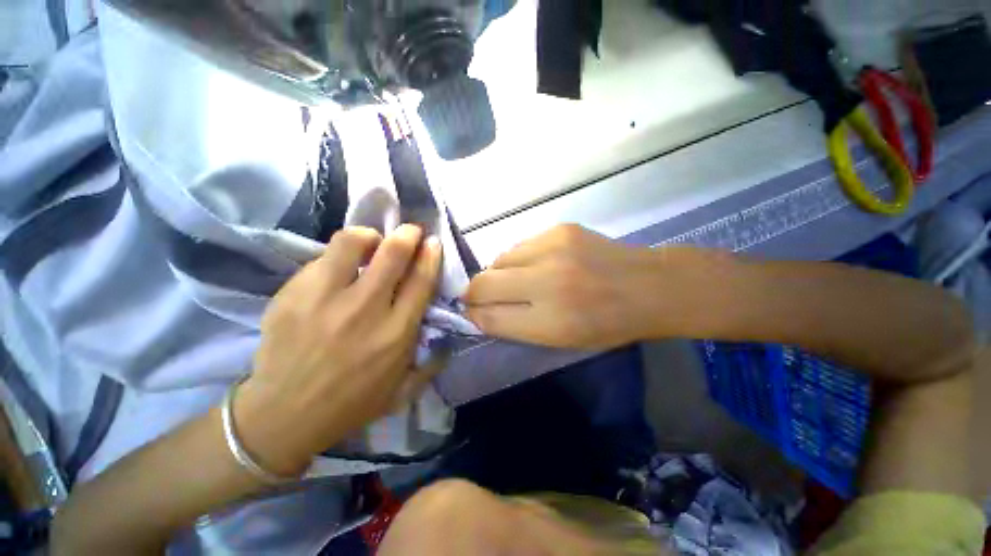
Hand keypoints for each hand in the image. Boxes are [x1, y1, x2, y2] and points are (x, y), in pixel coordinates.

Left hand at [236, 225, 441, 475]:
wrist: (284, 415)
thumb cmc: (352, 403)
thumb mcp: (403, 391)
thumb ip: (431, 363)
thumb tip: (449, 338)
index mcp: (396, 333)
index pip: (421, 280)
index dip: (430, 255)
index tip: (433, 242)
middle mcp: (366, 310)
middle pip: (393, 254)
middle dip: (407, 234)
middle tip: (409, 231)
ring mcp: (325, 299)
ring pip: (352, 243)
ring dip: (369, 236)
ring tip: (370, 243)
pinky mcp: (292, 295)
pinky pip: (322, 258)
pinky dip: (338, 256)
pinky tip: (339, 267)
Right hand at [465, 225, 724, 349]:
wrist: (649, 286)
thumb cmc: (607, 324)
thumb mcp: (561, 339)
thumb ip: (516, 326)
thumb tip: (480, 311)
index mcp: (550, 322)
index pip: (490, 317)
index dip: (473, 314)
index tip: (469, 310)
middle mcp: (547, 283)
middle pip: (484, 283)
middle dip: (473, 292)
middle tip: (478, 295)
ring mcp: (553, 249)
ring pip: (499, 259)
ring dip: (499, 273)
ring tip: (516, 280)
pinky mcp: (560, 229)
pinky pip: (520, 245)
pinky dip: (519, 258)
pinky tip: (535, 264)